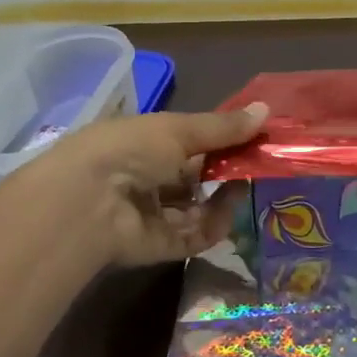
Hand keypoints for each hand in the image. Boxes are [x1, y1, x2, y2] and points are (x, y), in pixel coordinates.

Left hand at [15, 104, 267, 268]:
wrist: (88, 203)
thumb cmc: (130, 150)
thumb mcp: (178, 130)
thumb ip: (223, 127)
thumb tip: (267, 110)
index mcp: (143, 143)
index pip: (188, 141)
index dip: (221, 139)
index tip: (255, 134)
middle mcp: (146, 179)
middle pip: (196, 176)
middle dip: (227, 169)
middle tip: (260, 162)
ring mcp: (152, 215)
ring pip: (199, 208)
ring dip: (224, 198)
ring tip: (245, 184)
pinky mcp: (160, 247)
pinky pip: (196, 236)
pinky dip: (214, 225)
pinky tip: (228, 210)